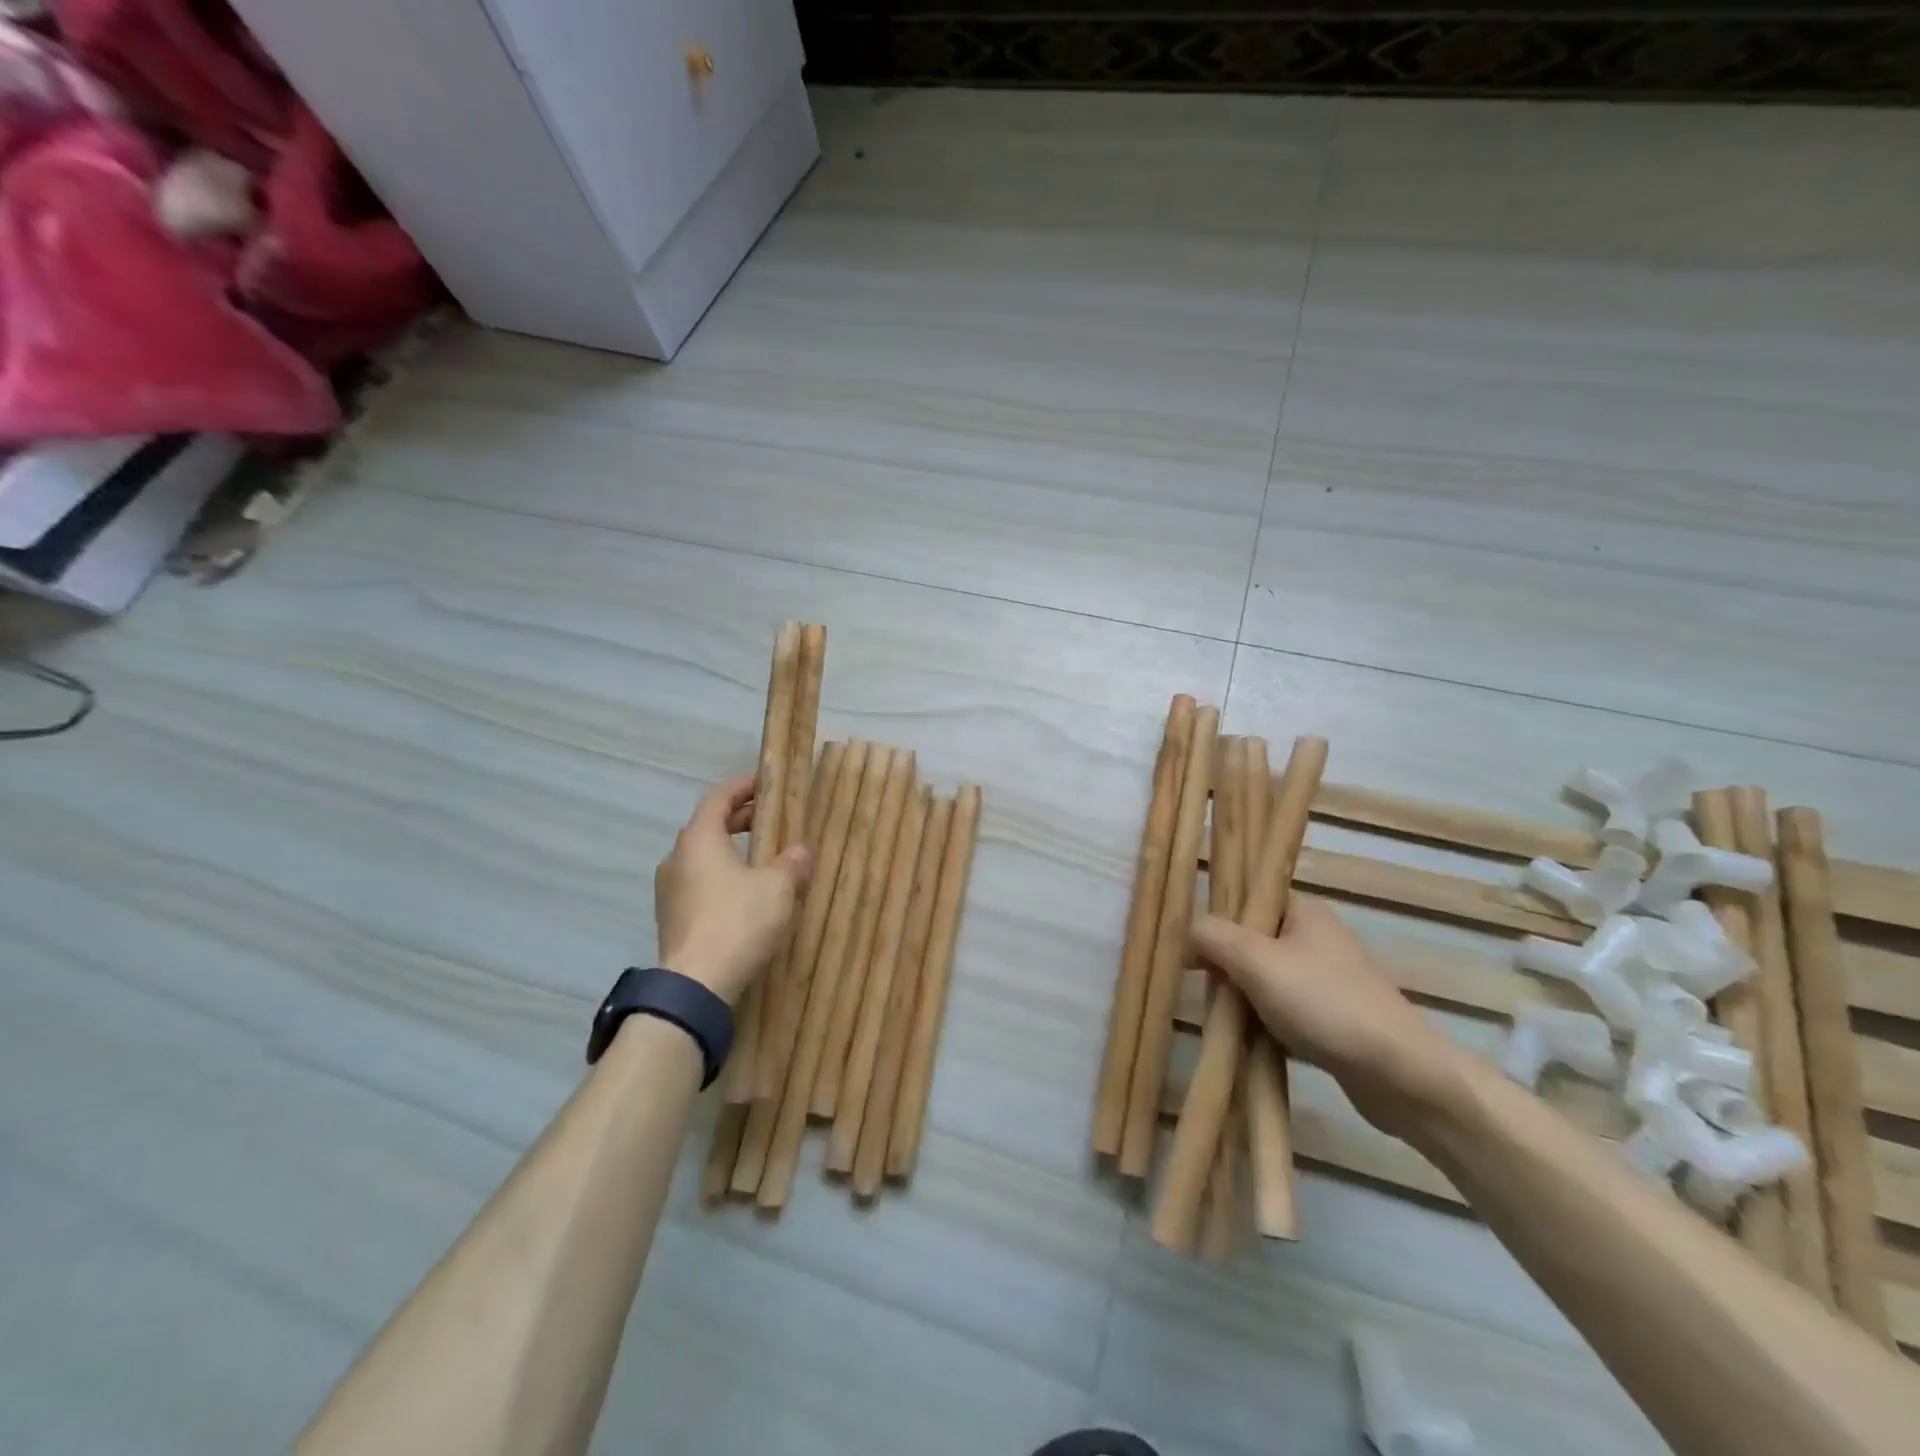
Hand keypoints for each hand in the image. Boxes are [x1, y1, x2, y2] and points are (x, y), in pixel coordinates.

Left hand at [654, 775, 810, 1005]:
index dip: (743, 787)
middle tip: (771, 820)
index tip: (765, 784)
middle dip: (740, 820)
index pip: (718, 797)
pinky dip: (721, 878)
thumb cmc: (738, 921)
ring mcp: (669, 890)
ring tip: (762, 860)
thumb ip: (792, 863)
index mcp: (699, 839)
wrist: (696, 985)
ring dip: (730, 852)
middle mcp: (677, 858)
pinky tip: (745, 895)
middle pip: (708, 826)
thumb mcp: (778, 888)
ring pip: (702, 858)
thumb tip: (800, 851)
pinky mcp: (671, 918)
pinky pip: (698, 884)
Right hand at [1193, 896, 1468, 1136]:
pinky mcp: (1334, 1017)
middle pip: (1252, 941)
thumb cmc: (1324, 1003)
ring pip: (1265, 978)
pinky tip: (1251, 1040)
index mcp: (1304, 911)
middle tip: (1206, 987)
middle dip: (1226, 965)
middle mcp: (1317, 937)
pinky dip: (1264, 1021)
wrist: (1400, 1074)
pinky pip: (1283, 1009)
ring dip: (1242, 997)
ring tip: (1225, 1018)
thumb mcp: (1257, 961)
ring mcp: (1327, 979)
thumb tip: (1189, 931)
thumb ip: (1215, 937)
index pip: (1248, 900)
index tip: (1193, 951)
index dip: (1216, 920)